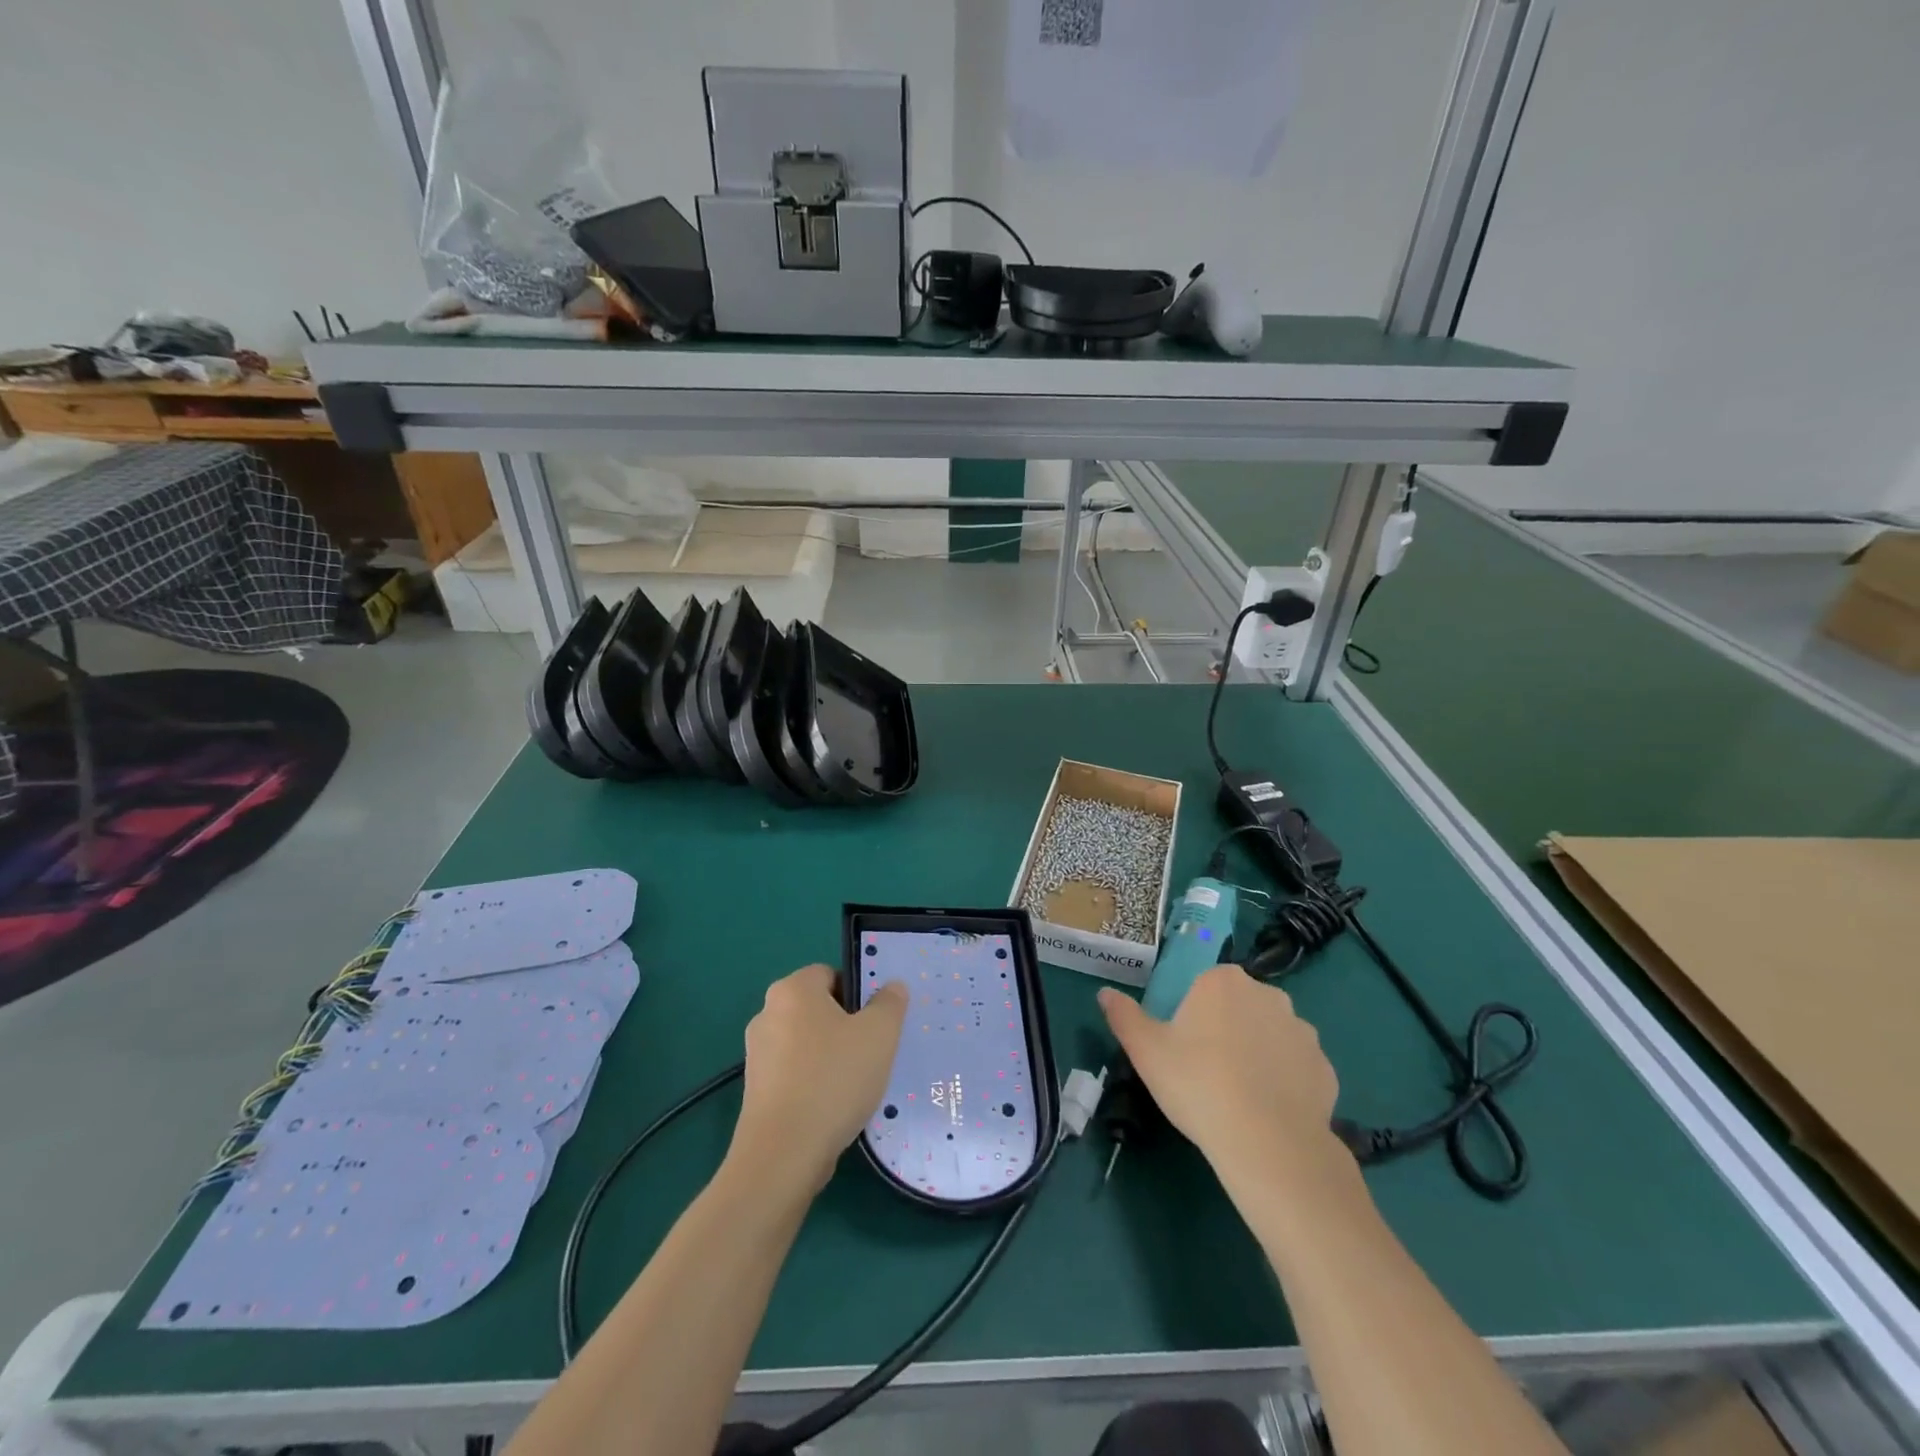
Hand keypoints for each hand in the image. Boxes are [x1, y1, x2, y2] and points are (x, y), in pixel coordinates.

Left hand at [730, 964, 907, 1196]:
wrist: (783, 1154)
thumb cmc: (834, 1079)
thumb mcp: (879, 1034)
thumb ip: (890, 1003)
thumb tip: (891, 987)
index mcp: (793, 989)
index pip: (830, 974)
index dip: (857, 993)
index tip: (876, 1022)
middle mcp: (767, 1013)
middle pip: (818, 1008)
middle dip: (845, 1026)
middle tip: (872, 1051)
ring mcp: (756, 1054)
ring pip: (806, 1043)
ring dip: (830, 1057)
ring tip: (856, 1084)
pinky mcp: (755, 1090)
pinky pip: (794, 1074)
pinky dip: (813, 1083)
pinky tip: (833, 1107)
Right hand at [1099, 965, 1346, 1189]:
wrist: (1268, 1144)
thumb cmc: (1198, 1085)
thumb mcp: (1146, 1050)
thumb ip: (1124, 1016)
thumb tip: (1105, 993)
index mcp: (1223, 981)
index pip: (1204, 985)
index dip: (1192, 1013)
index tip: (1183, 1046)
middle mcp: (1268, 995)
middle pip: (1239, 1006)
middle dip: (1226, 1029)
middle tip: (1206, 1071)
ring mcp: (1303, 1031)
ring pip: (1270, 1035)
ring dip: (1257, 1053)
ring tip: (1239, 1095)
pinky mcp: (1326, 1069)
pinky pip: (1296, 1067)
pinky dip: (1284, 1081)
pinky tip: (1268, 1110)